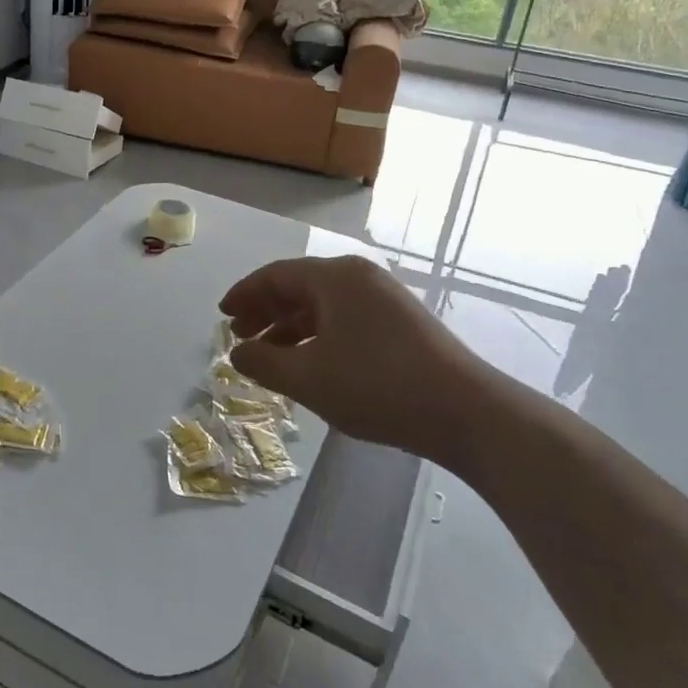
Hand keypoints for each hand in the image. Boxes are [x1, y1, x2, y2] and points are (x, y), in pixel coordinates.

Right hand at [220, 255, 511, 455]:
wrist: (466, 412)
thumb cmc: (377, 386)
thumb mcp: (308, 378)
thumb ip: (263, 364)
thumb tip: (238, 354)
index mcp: (334, 277)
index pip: (276, 276)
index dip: (244, 294)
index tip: (222, 314)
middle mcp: (359, 277)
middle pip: (299, 287)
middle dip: (265, 311)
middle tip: (239, 335)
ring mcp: (384, 299)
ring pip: (323, 305)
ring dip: (291, 327)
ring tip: (269, 355)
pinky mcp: (401, 323)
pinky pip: (345, 319)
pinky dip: (318, 336)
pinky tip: (310, 363)